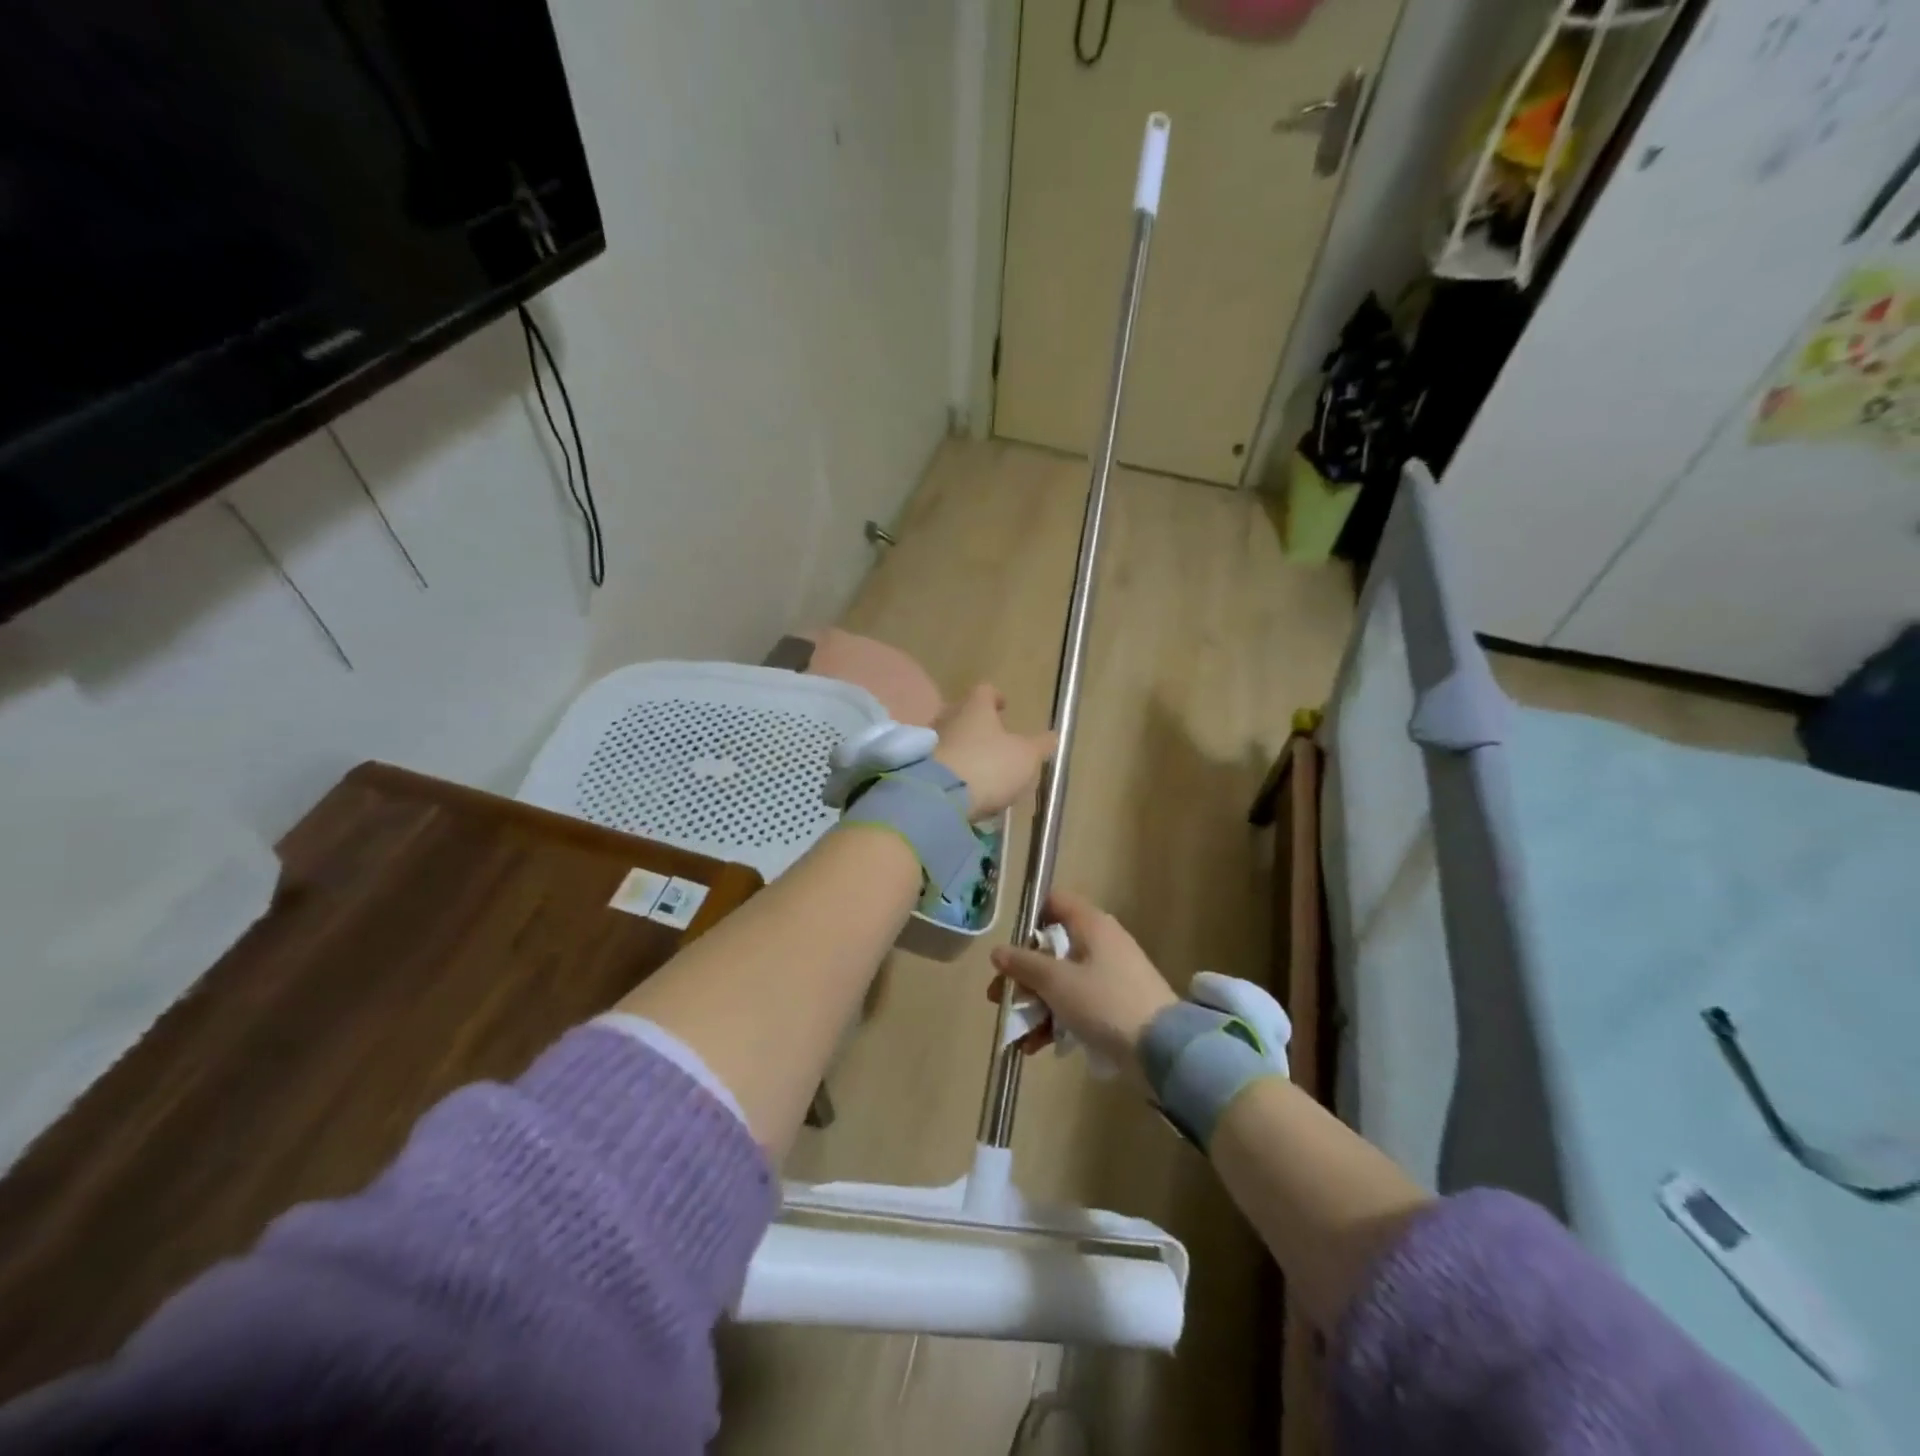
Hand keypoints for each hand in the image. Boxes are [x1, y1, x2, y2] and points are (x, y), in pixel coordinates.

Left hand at [931, 684, 1056, 820]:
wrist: (938, 797)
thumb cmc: (988, 766)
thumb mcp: (1025, 757)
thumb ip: (1039, 745)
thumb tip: (1052, 735)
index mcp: (975, 708)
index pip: (985, 691)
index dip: (996, 697)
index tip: (1004, 706)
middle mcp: (947, 717)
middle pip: (963, 713)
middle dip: (977, 724)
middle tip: (992, 738)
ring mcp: (928, 742)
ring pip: (949, 738)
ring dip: (962, 748)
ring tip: (978, 766)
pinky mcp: (916, 767)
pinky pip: (938, 762)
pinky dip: (950, 768)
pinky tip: (961, 784)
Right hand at [987, 890, 1177, 1071]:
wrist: (1162, 1048)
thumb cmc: (1104, 1002)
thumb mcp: (1056, 982)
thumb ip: (1024, 964)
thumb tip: (998, 951)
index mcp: (1091, 924)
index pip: (1054, 902)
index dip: (1029, 920)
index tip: (1010, 948)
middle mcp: (1101, 942)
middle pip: (1052, 948)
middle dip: (1023, 976)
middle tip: (1000, 999)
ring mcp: (1110, 974)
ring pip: (1062, 980)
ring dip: (1036, 1004)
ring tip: (1017, 1034)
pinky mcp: (1116, 1004)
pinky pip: (1078, 1003)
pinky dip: (1057, 1019)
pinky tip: (1037, 1046)